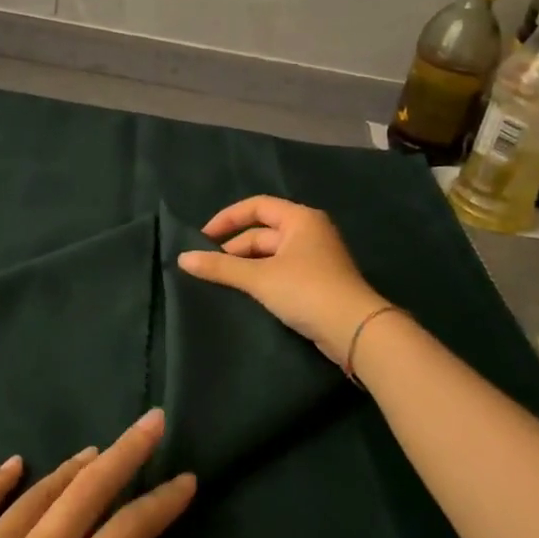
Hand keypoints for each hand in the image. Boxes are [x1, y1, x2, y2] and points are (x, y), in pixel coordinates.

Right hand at [177, 195, 387, 366]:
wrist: (355, 331)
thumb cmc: (307, 290)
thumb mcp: (259, 278)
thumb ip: (220, 268)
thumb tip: (183, 259)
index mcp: (300, 219)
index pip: (256, 206)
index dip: (227, 219)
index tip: (203, 238)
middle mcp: (310, 232)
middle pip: (262, 232)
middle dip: (234, 248)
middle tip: (209, 268)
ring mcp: (316, 258)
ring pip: (271, 255)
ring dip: (246, 266)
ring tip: (222, 283)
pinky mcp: (318, 283)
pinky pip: (281, 272)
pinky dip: (262, 279)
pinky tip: (246, 295)